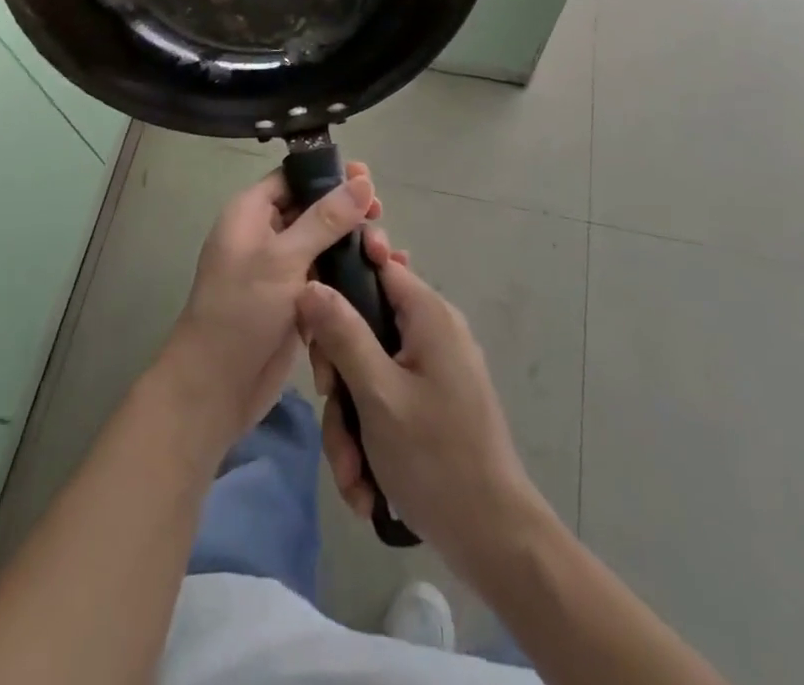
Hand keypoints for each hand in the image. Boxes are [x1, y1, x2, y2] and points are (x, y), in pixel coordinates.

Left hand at [158, 161, 380, 455]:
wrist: (216, 388)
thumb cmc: (242, 310)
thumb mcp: (284, 258)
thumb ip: (326, 219)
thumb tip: (362, 181)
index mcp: (250, 213)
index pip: (293, 178)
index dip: (329, 175)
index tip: (368, 180)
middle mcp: (264, 235)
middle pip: (314, 210)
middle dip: (348, 214)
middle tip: (380, 218)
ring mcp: (280, 270)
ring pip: (325, 245)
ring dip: (354, 247)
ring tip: (387, 255)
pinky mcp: (295, 301)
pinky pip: (327, 277)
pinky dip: (350, 276)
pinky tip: (383, 277)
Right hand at [298, 239, 544, 578]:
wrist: (494, 540)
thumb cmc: (435, 457)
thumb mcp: (377, 393)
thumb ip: (342, 333)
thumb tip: (310, 283)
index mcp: (428, 314)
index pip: (377, 263)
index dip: (339, 277)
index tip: (310, 311)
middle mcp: (432, 331)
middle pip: (363, 325)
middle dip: (340, 374)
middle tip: (331, 403)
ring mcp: (432, 369)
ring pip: (367, 372)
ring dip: (350, 422)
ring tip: (352, 473)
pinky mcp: (430, 403)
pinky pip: (384, 401)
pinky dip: (369, 438)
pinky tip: (365, 483)